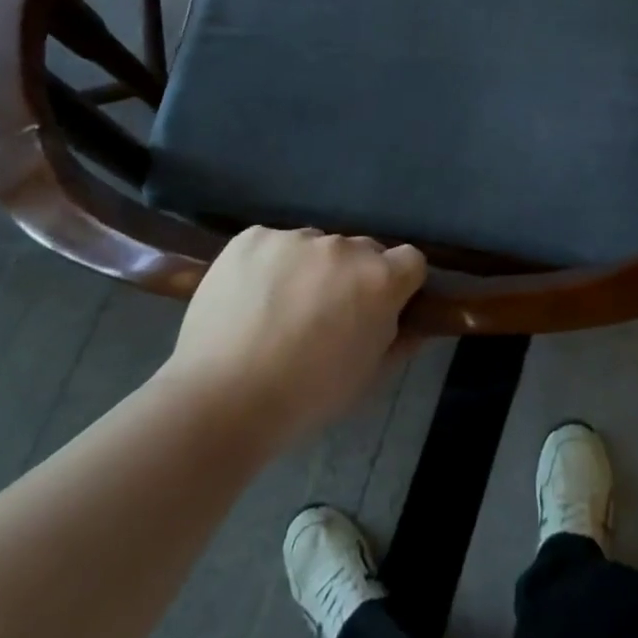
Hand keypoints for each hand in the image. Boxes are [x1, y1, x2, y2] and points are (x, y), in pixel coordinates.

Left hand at [161, 227, 425, 444]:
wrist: (221, 400)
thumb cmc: (306, 397)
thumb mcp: (368, 377)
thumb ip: (400, 340)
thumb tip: (415, 322)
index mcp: (379, 279)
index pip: (410, 260)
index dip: (400, 284)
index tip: (381, 307)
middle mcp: (343, 247)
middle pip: (362, 251)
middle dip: (352, 276)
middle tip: (326, 315)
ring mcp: (295, 238)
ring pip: (315, 246)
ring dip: (309, 269)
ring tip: (279, 310)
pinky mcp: (252, 237)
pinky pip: (273, 244)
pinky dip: (269, 265)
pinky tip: (250, 299)